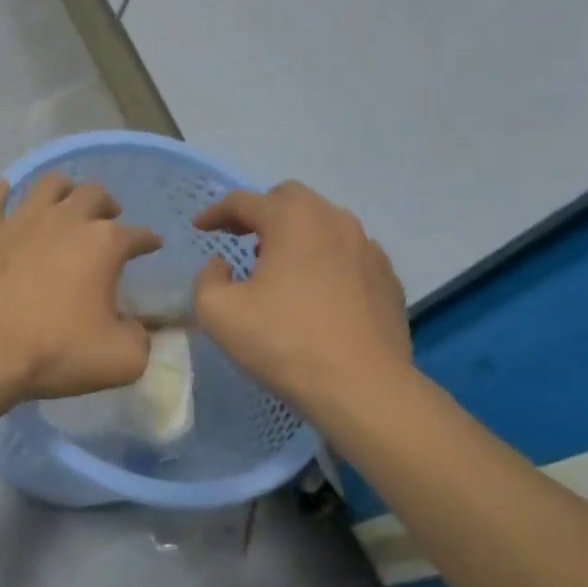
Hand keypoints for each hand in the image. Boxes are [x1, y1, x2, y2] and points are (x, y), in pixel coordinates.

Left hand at [0, 174, 161, 400]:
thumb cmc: (56, 351)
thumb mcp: (121, 359)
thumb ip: (141, 339)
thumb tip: (137, 329)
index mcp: (103, 243)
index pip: (137, 235)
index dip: (148, 240)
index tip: (152, 245)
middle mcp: (64, 220)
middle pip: (94, 195)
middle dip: (108, 205)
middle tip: (110, 218)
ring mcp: (20, 221)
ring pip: (48, 186)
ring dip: (64, 189)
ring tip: (67, 201)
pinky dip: (1, 194)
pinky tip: (5, 192)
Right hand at [192, 182, 413, 412]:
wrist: (362, 387)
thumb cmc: (283, 342)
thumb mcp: (218, 312)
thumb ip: (208, 279)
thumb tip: (222, 266)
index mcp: (292, 220)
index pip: (245, 201)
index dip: (216, 213)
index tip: (200, 229)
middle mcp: (335, 221)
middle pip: (291, 199)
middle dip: (261, 213)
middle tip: (240, 238)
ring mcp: (368, 249)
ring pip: (324, 224)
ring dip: (295, 235)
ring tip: (277, 265)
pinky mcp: (387, 278)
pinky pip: (348, 254)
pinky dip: (324, 260)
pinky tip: (315, 292)